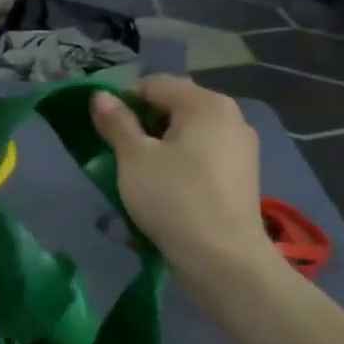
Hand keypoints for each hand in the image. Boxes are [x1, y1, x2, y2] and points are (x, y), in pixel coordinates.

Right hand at [89, 75, 272, 279]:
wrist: (224, 259)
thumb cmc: (173, 198)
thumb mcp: (134, 158)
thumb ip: (116, 122)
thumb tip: (100, 95)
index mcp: (206, 103)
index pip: (155, 84)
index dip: (123, 100)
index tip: (104, 129)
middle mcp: (231, 116)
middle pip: (176, 104)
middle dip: (144, 121)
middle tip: (119, 151)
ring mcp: (242, 146)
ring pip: (190, 131)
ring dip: (162, 142)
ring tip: (140, 170)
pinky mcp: (243, 174)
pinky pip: (205, 153)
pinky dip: (183, 160)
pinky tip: (168, 185)